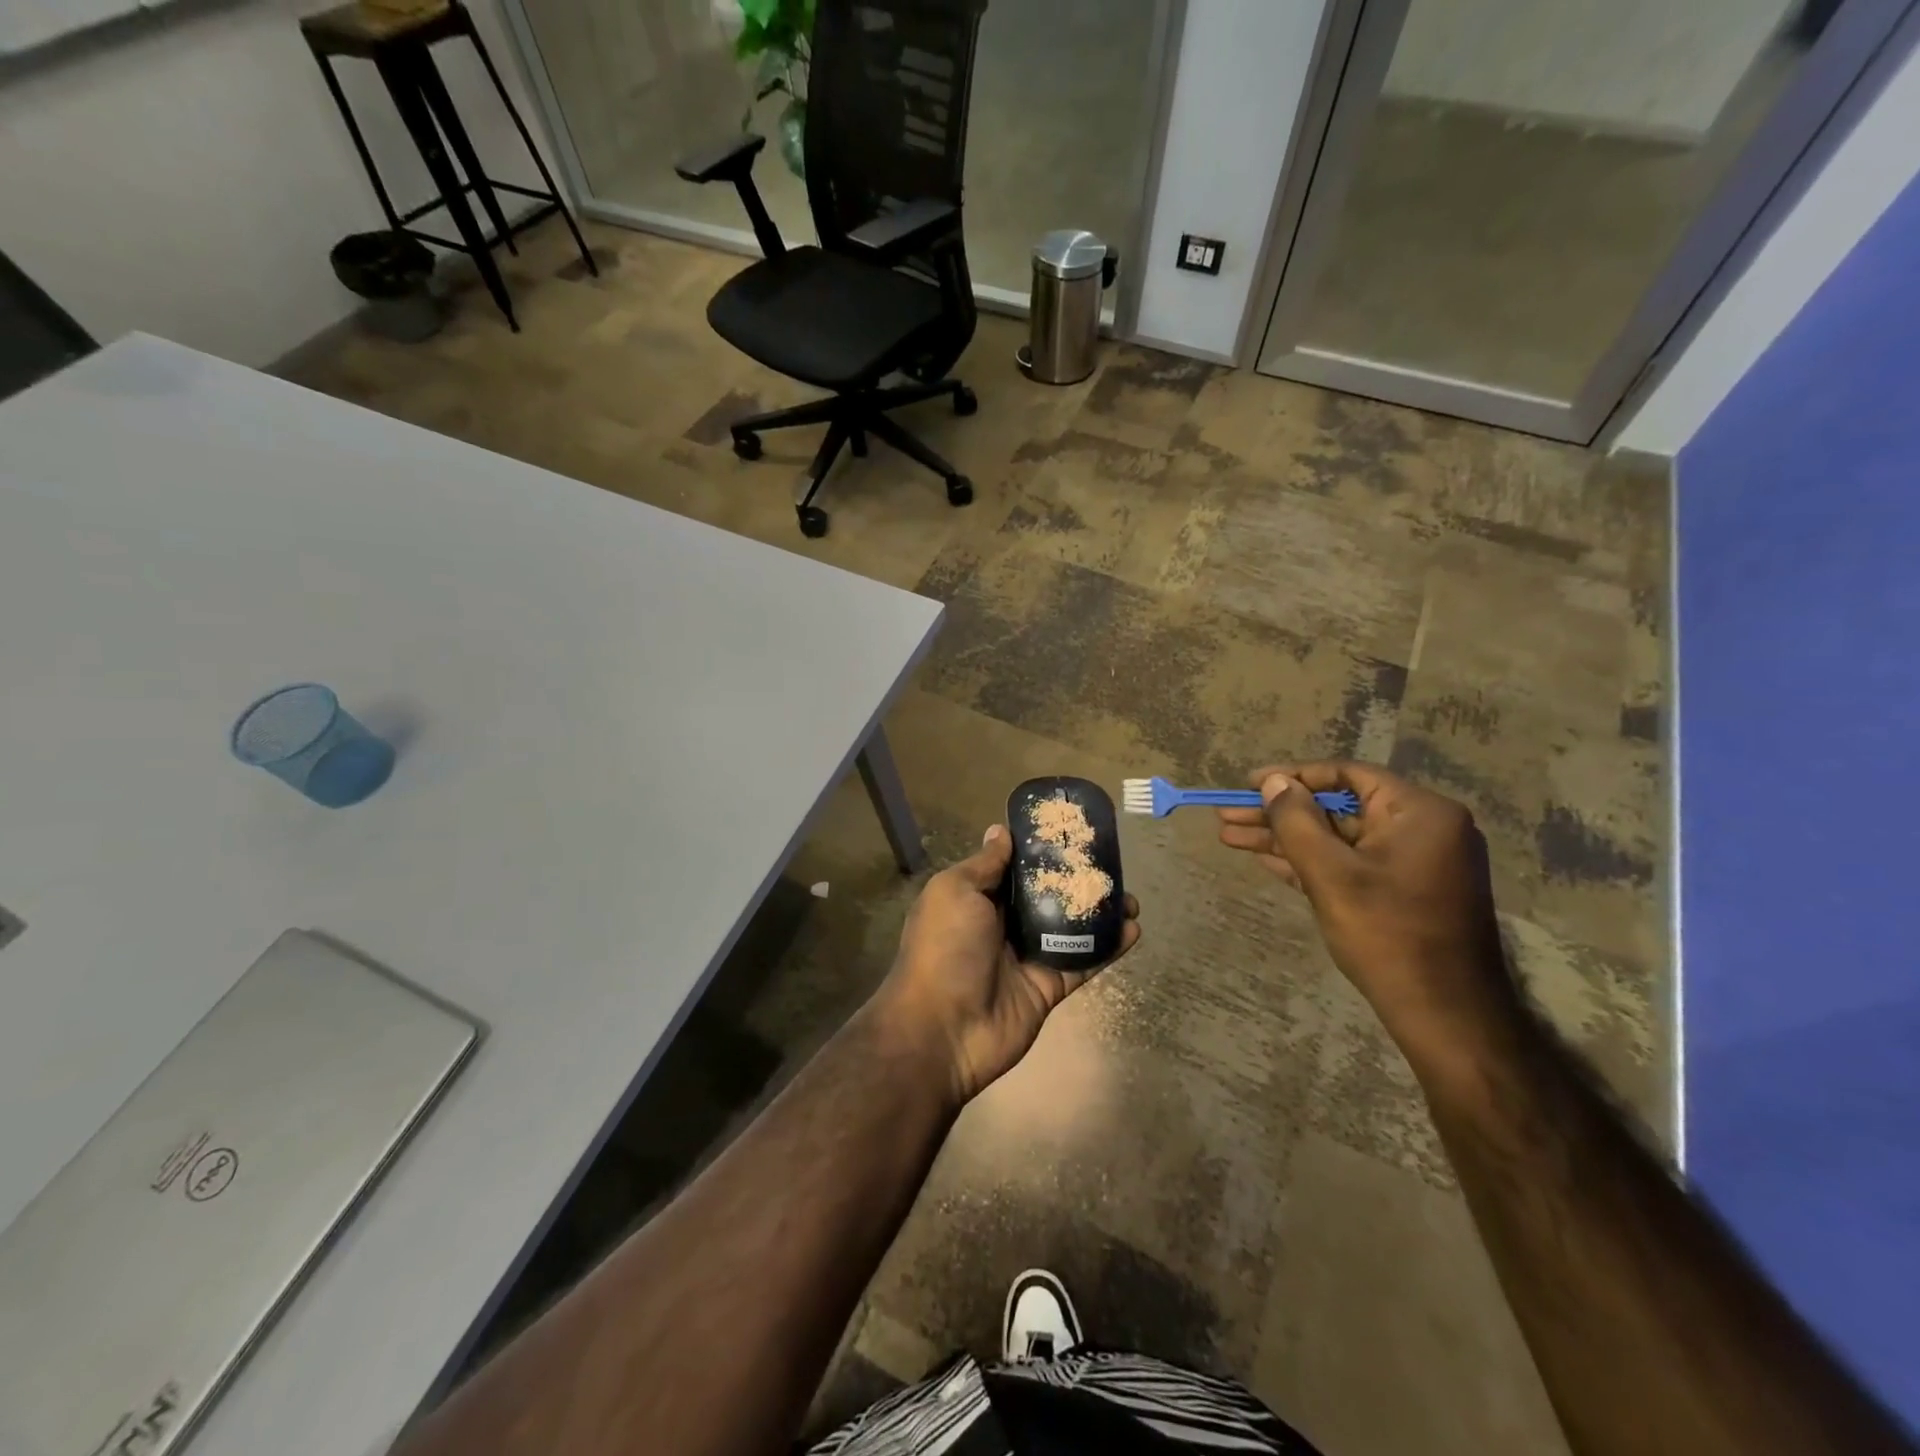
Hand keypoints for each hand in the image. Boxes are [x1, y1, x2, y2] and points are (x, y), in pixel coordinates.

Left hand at [872, 824, 1140, 1106]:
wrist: (943, 1030)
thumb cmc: (945, 949)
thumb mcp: (955, 892)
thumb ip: (984, 864)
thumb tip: (1001, 830)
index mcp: (976, 898)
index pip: (1013, 867)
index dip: (1039, 849)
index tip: (1071, 831)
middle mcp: (1001, 924)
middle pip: (1046, 895)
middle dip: (1076, 880)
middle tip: (1111, 865)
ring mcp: (1027, 957)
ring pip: (1070, 928)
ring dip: (1099, 913)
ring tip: (1130, 898)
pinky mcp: (1048, 987)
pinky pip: (1082, 962)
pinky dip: (1108, 948)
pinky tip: (1133, 930)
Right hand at [1216, 761, 1516, 1051]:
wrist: (1445, 1015)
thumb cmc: (1388, 935)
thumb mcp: (1330, 874)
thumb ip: (1296, 821)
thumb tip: (1273, 782)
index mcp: (1419, 812)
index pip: (1347, 775)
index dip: (1292, 776)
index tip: (1248, 784)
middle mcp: (1422, 828)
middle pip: (1337, 808)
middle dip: (1279, 814)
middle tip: (1227, 815)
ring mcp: (1414, 861)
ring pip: (1338, 838)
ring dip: (1286, 838)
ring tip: (1231, 836)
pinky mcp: (1404, 890)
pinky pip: (1350, 863)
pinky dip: (1311, 861)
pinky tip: (1266, 859)